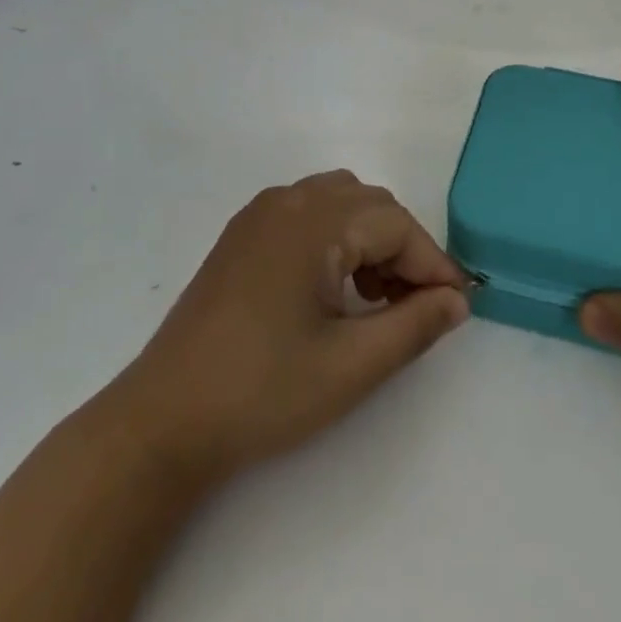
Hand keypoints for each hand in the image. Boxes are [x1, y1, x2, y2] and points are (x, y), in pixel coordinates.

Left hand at [113, 171, 470, 486]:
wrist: (164, 420)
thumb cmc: (262, 391)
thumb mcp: (351, 366)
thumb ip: (414, 326)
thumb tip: (456, 301)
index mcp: (314, 221)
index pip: (395, 223)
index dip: (432, 262)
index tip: (456, 306)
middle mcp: (288, 200)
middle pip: (369, 205)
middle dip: (403, 249)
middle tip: (417, 306)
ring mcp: (260, 214)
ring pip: (339, 202)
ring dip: (370, 239)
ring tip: (376, 298)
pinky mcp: (242, 235)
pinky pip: (307, 213)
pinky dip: (336, 238)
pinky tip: (333, 289)